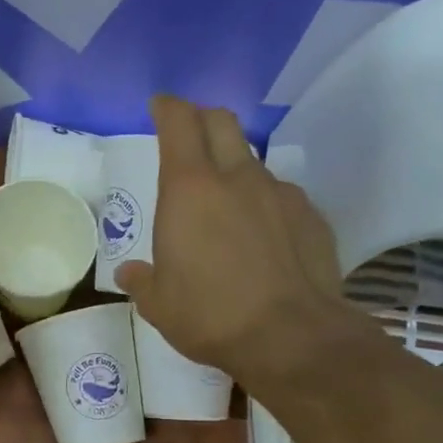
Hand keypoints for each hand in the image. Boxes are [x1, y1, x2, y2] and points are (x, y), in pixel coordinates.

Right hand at [115, 95, 364, 388]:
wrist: (291, 336)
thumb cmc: (210, 315)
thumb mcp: (159, 305)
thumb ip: (142, 281)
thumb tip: (130, 273)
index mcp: (189, 190)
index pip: (178, 123)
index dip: (167, 108)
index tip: (160, 106)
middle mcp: (237, 178)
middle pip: (222, 122)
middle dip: (202, 120)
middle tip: (189, 137)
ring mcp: (280, 193)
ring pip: (253, 161)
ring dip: (235, 168)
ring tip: (226, 204)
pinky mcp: (312, 216)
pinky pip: (282, 196)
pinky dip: (265, 205)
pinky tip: (263, 238)